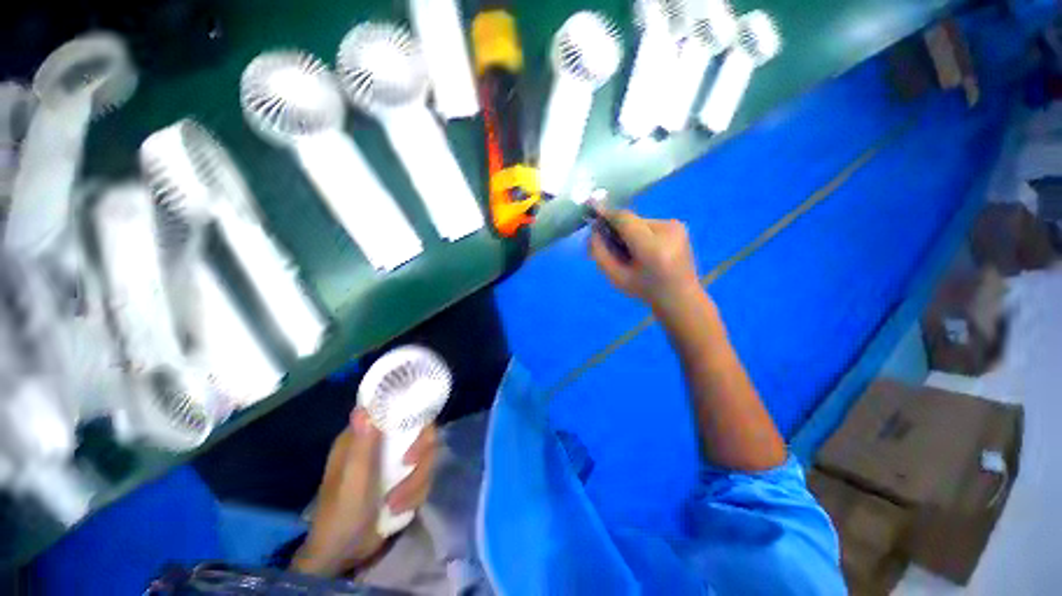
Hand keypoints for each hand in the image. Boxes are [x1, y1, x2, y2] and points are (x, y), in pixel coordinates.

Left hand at [292, 408, 437, 576]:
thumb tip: (363, 408)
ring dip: (417, 480)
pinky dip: (417, 493)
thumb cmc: (341, 516)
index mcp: (365, 436)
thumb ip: (361, 446)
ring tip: (397, 503)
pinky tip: (400, 509)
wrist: (345, 556)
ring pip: (427, 454)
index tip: (417, 431)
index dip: (412, 413)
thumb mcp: (352, 481)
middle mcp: (384, 443)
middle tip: (410, 465)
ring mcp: (396, 461)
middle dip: (421, 452)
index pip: (396, 410)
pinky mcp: (406, 478)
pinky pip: (426, 474)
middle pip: (421, 430)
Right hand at [590, 210, 701, 314]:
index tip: (592, 214)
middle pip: (631, 220)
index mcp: (652, 248)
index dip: (607, 215)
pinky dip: (640, 233)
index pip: (624, 220)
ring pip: (640, 221)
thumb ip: (600, 253)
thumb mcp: (616, 278)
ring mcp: (676, 226)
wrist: (681, 297)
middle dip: (617, 228)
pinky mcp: (678, 225)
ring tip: (628, 251)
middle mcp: (668, 230)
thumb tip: (594, 231)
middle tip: (607, 243)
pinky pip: (649, 224)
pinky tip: (642, 249)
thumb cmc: (645, 291)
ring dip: (629, 232)